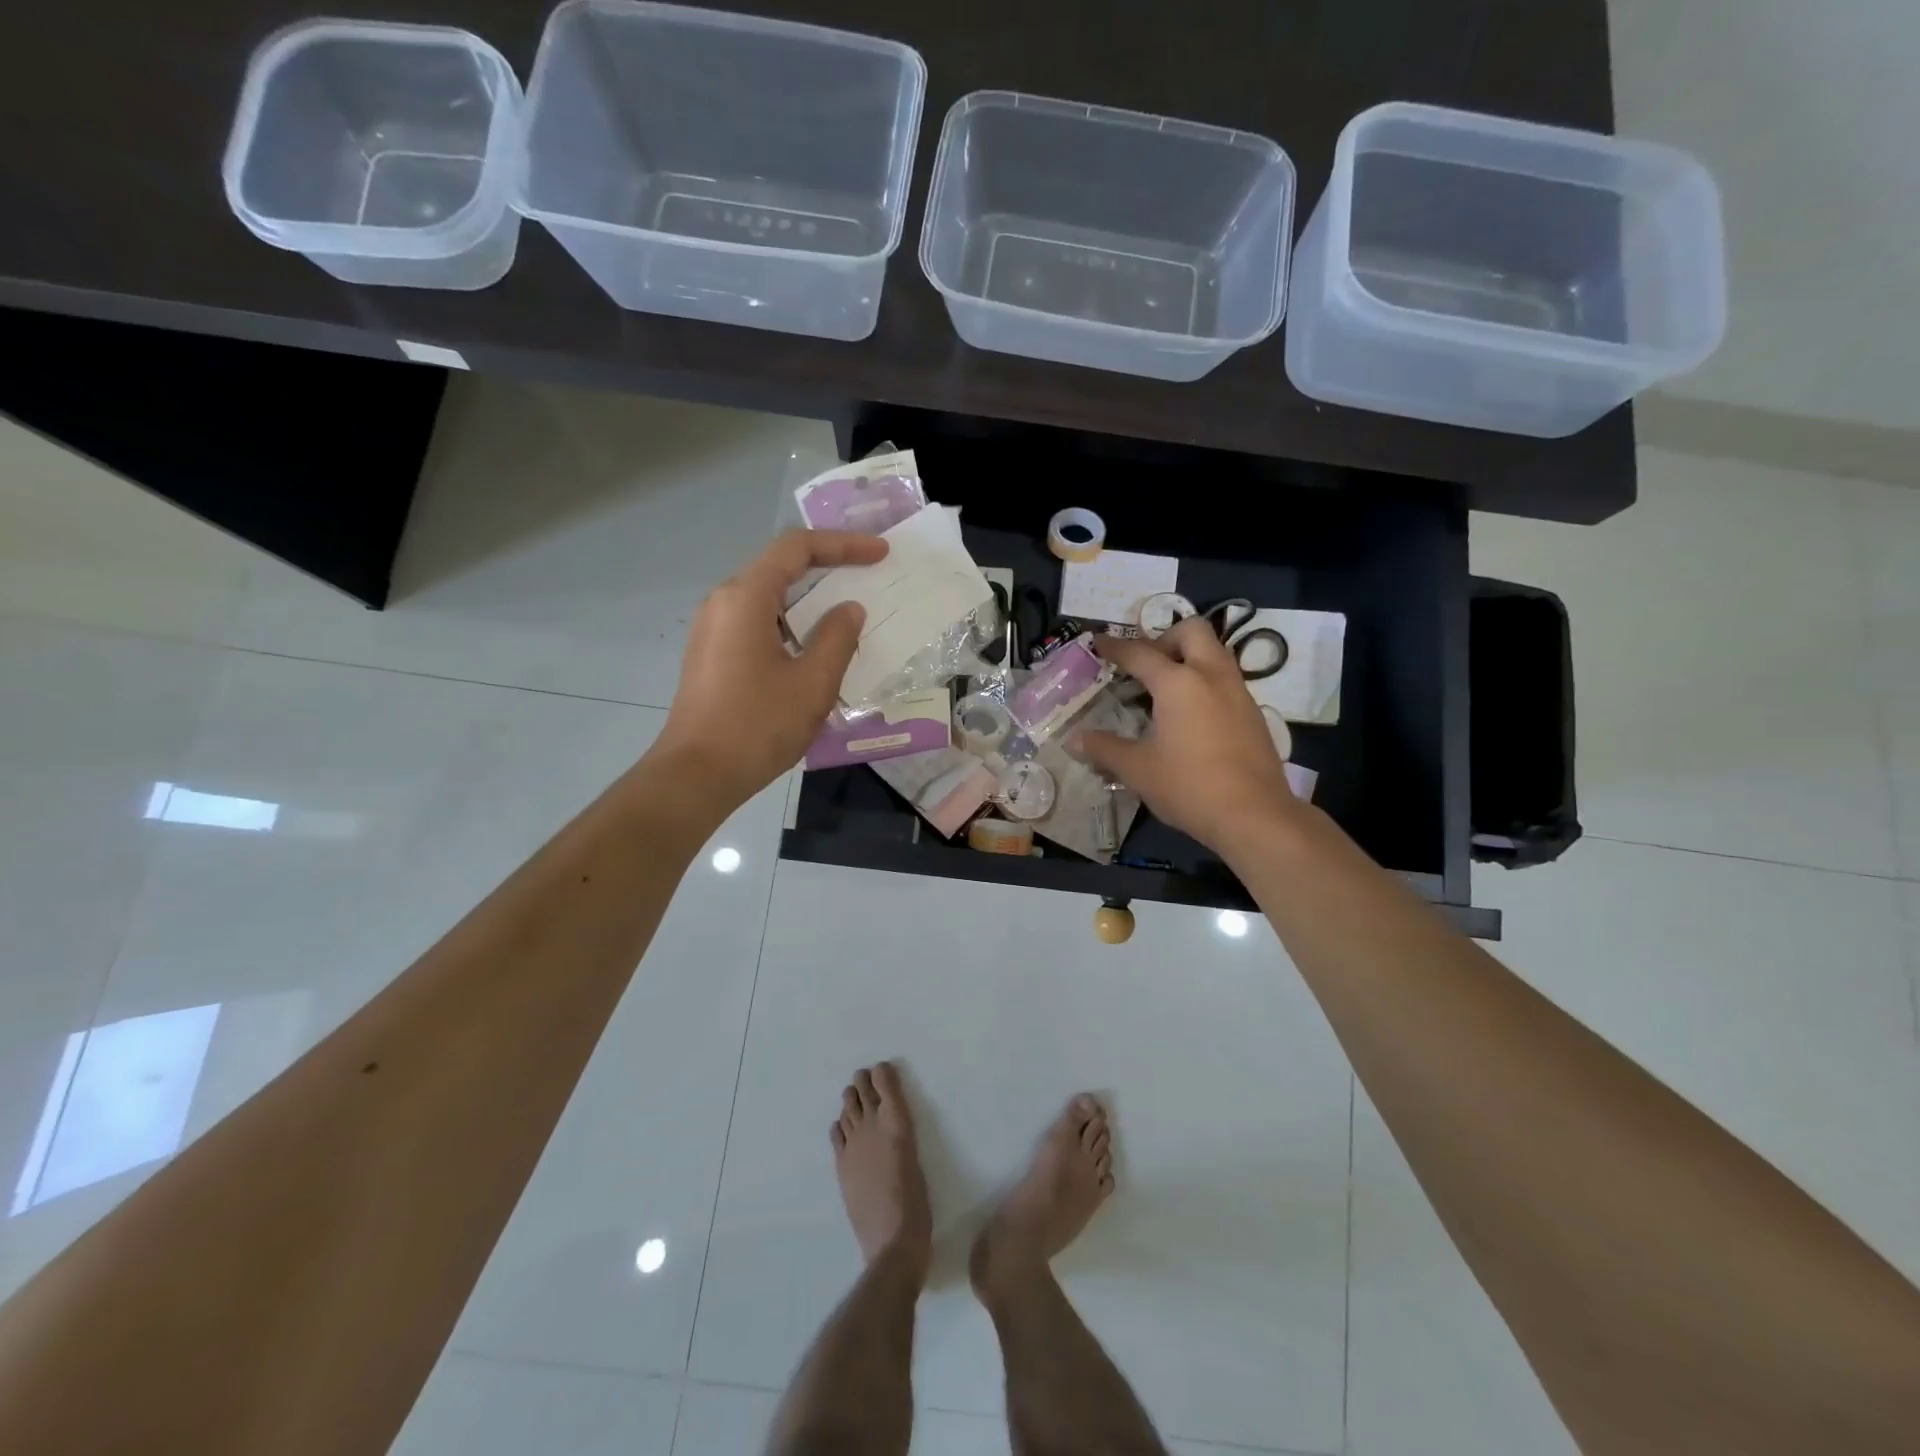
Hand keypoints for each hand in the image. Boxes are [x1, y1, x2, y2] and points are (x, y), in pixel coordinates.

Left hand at [653, 529, 886, 809]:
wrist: (696, 775)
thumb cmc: (757, 726)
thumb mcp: (812, 683)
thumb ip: (837, 638)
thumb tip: (849, 609)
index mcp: (745, 598)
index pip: (796, 548)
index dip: (843, 544)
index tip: (880, 554)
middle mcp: (723, 602)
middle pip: (780, 567)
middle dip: (828, 568)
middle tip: (869, 577)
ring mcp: (712, 628)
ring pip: (768, 597)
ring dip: (810, 601)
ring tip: (848, 615)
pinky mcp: (712, 653)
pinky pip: (757, 622)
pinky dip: (791, 624)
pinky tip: (814, 648)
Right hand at [1074, 617, 1303, 853]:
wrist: (1255, 816)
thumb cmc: (1189, 787)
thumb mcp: (1138, 770)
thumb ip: (1105, 749)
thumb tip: (1076, 740)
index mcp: (1178, 683)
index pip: (1140, 653)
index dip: (1115, 646)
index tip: (1098, 641)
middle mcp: (1212, 676)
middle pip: (1191, 631)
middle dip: (1164, 638)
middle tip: (1145, 665)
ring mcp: (1238, 692)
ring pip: (1214, 653)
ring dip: (1188, 657)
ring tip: (1164, 689)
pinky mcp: (1253, 713)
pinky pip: (1225, 679)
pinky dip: (1204, 681)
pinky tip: (1190, 715)